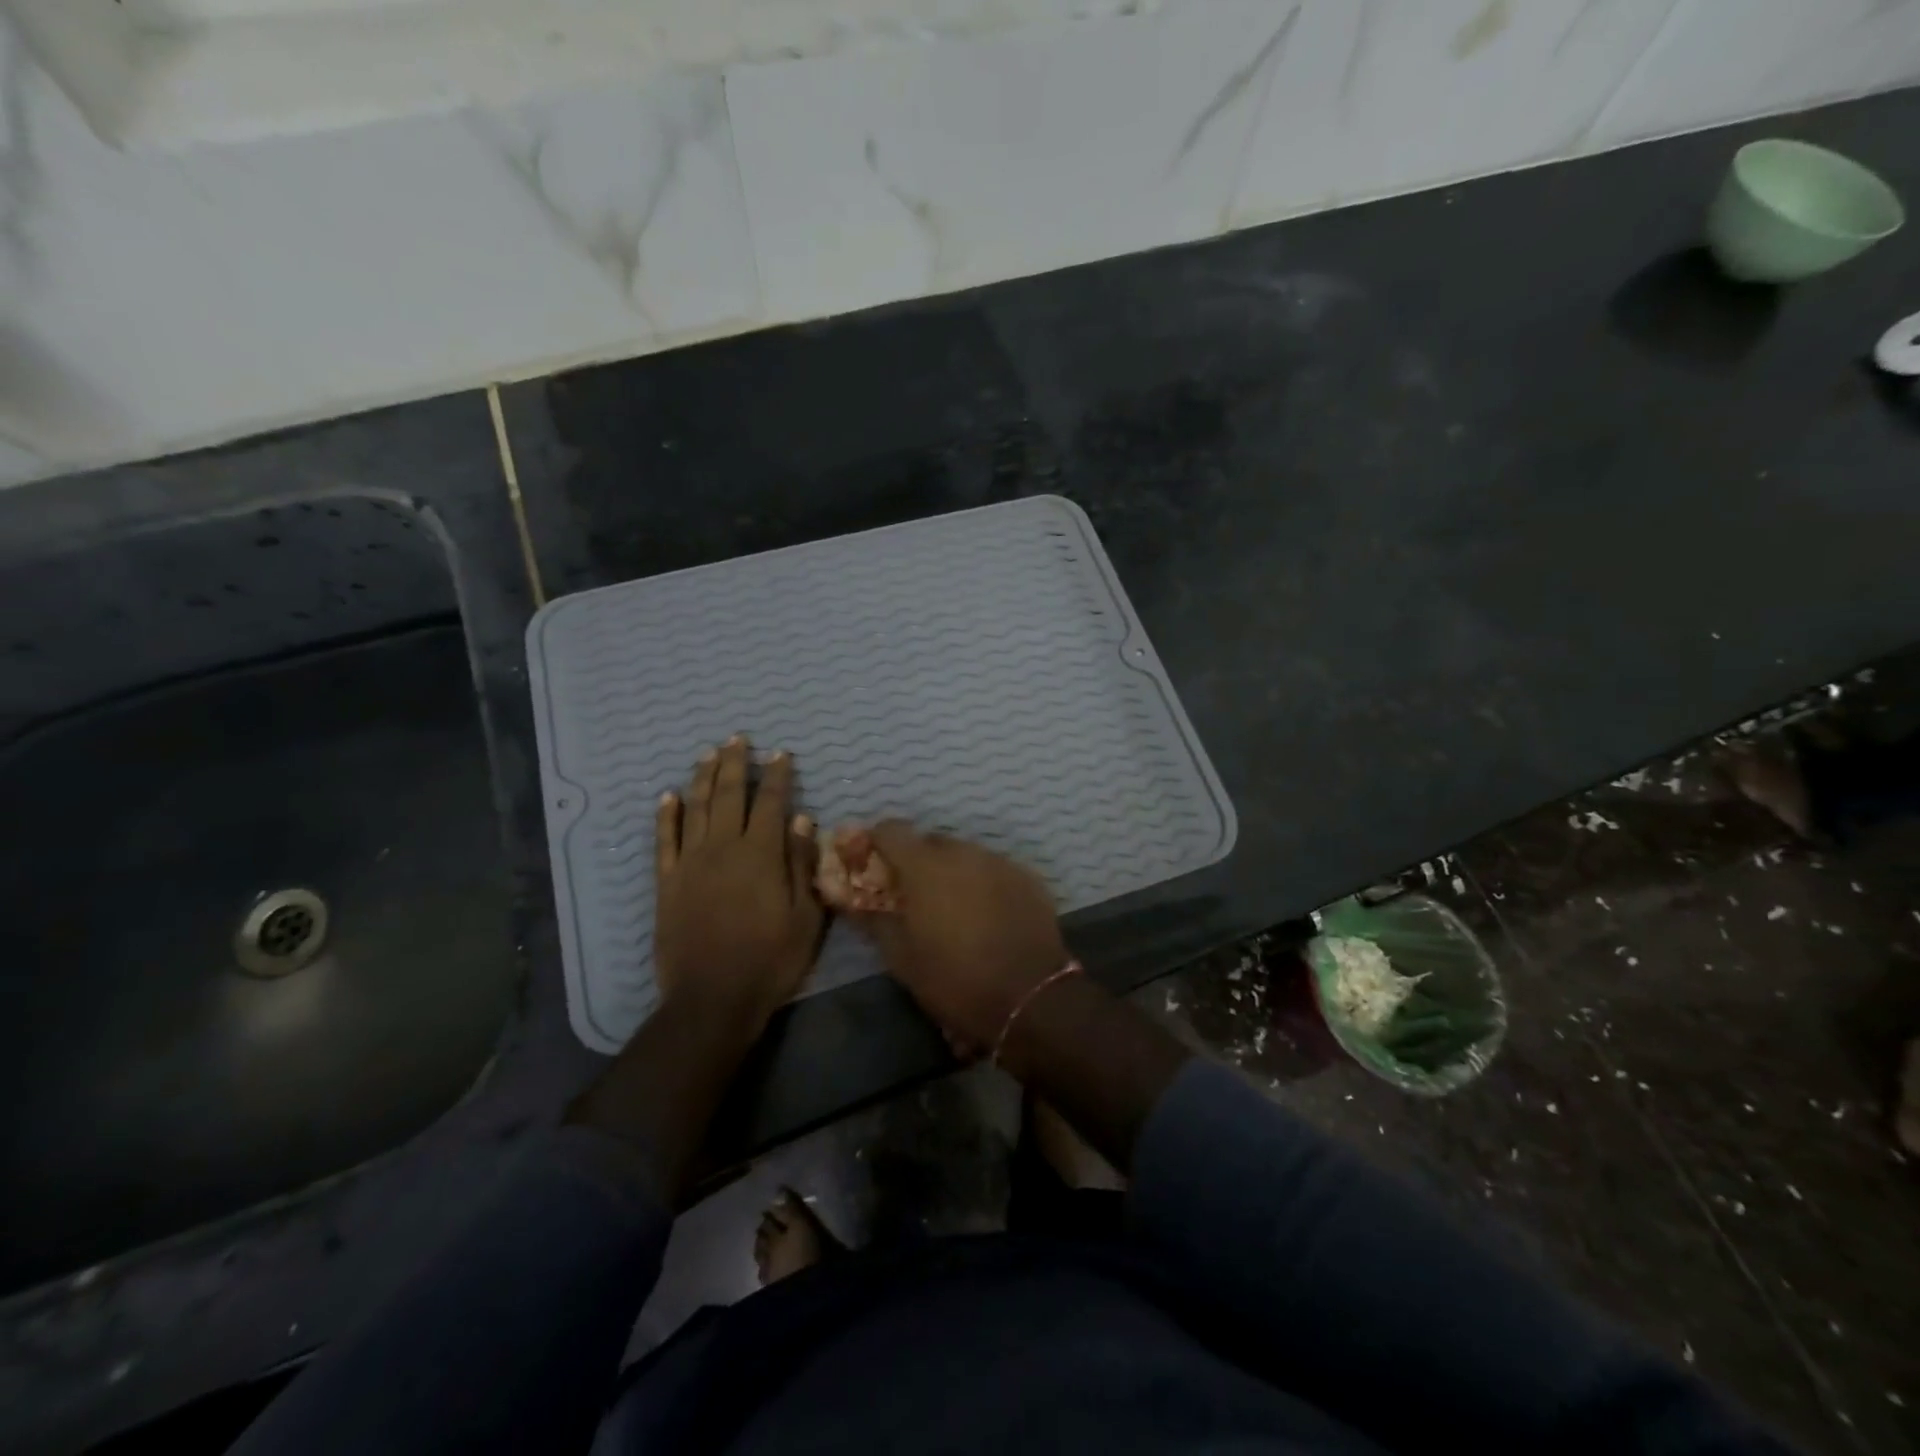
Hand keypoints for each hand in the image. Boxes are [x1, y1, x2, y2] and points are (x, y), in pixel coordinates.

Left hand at [655, 736, 823, 1042]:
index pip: (771, 803)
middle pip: (728, 795)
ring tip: (708, 754)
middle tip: (738, 739)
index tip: (780, 754)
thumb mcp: (806, 917)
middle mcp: (723, 849)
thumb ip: (802, 865)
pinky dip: (665, 816)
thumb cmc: (770, 960)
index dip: (777, 776)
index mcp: (761, 855)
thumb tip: (802, 821)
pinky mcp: (666, 883)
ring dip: (702, 778)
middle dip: (735, 764)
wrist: (712, 999)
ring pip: (695, 809)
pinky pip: (664, 841)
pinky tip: (667, 796)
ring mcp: (690, 864)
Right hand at [853, 823, 1069, 1050]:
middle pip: (929, 842)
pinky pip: (993, 870)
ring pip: (964, 855)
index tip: (872, 865)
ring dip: (951, 872)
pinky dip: (982, 883)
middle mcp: (963, 852)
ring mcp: (999, 861)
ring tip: (953, 909)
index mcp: (925, 866)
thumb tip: (851, 901)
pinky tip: (986, 915)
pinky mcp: (1027, 877)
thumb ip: (874, 920)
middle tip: (913, 897)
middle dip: (916, 862)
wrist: (1030, 998)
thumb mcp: (902, 958)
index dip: (877, 843)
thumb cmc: (955, 980)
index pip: (891, 830)